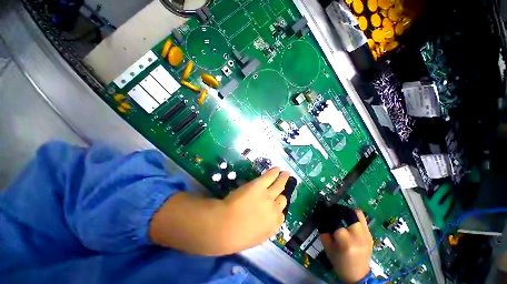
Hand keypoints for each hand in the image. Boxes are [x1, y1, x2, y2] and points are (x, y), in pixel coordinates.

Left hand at [221, 167, 288, 252]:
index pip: (281, 216)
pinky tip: (277, 168)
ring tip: (286, 173)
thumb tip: (264, 222)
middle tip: (284, 187)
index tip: (276, 205)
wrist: (225, 226)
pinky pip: (271, 176)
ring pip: (279, 185)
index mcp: (272, 226)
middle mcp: (274, 210)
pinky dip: (275, 172)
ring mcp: (268, 196)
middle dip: (282, 195)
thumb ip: (262, 229)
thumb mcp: (253, 238)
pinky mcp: (260, 185)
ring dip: (283, 179)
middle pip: (282, 200)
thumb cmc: (235, 236)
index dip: (278, 210)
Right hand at [320, 209, 372, 282]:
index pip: (335, 220)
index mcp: (346, 241)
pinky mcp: (370, 235)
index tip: (322, 211)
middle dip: (339, 210)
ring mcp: (367, 235)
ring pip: (358, 214)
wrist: (359, 276)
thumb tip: (320, 216)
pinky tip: (348, 221)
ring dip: (347, 212)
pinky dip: (354, 217)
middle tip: (332, 211)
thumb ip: (323, 231)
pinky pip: (362, 220)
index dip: (327, 214)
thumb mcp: (327, 248)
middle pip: (349, 214)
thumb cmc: (340, 263)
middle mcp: (358, 236)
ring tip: (341, 215)